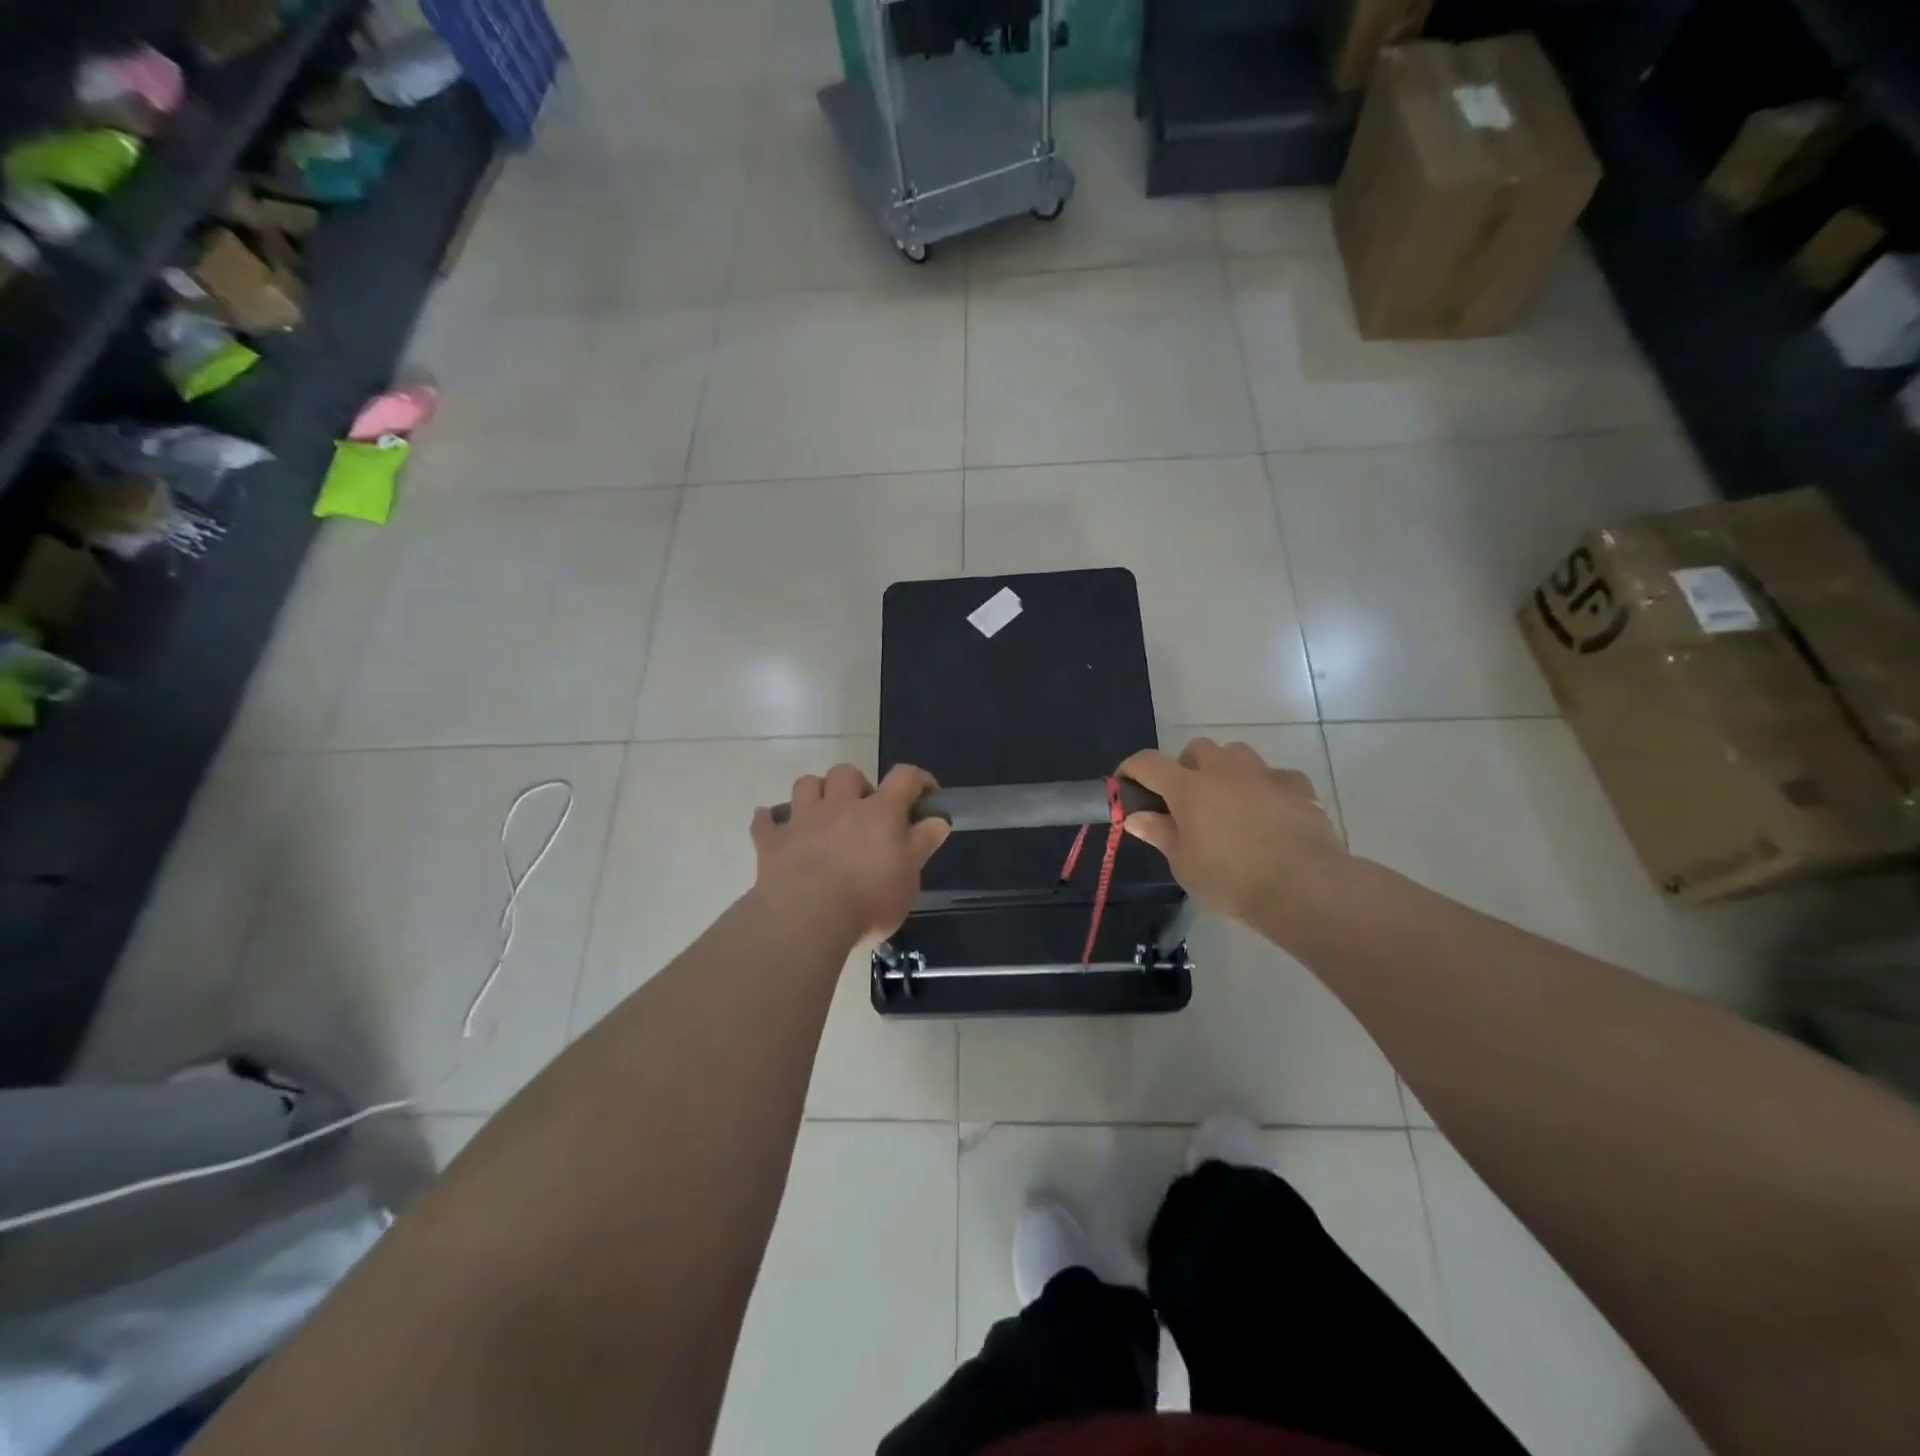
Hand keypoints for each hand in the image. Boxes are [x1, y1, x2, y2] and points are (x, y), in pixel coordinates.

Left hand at [750, 763, 950, 943]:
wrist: (806, 918)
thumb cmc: (869, 899)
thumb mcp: (909, 877)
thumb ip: (922, 844)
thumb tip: (938, 819)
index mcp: (880, 812)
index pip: (904, 777)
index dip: (919, 780)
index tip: (926, 796)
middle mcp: (840, 805)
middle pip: (847, 772)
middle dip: (857, 784)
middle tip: (864, 811)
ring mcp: (802, 820)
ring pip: (806, 784)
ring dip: (816, 792)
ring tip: (823, 813)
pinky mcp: (772, 842)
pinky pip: (765, 821)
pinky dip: (770, 821)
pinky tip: (774, 827)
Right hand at [1119, 738, 1343, 927]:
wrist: (1305, 887)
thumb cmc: (1232, 879)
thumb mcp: (1184, 864)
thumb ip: (1160, 833)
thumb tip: (1136, 817)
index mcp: (1188, 788)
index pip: (1148, 763)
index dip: (1132, 769)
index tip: (1127, 785)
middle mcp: (1224, 770)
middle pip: (1196, 749)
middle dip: (1186, 767)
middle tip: (1187, 800)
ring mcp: (1263, 774)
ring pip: (1236, 754)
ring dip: (1226, 771)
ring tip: (1229, 802)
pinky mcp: (1297, 785)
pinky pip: (1274, 776)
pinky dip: (1265, 788)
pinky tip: (1269, 813)